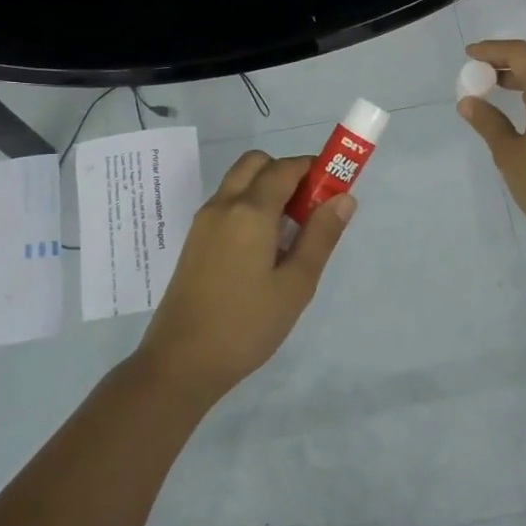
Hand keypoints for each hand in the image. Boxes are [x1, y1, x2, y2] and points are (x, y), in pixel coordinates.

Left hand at [135, 151, 353, 406]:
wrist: (181, 362)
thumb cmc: (247, 324)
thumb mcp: (296, 284)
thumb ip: (321, 236)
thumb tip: (343, 197)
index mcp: (250, 211)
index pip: (286, 167)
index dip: (315, 169)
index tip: (335, 189)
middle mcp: (223, 205)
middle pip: (257, 164)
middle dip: (287, 173)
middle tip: (309, 209)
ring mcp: (204, 221)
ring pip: (239, 182)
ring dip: (267, 189)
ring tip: (290, 234)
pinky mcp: (195, 240)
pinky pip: (227, 204)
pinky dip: (250, 206)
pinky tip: (264, 250)